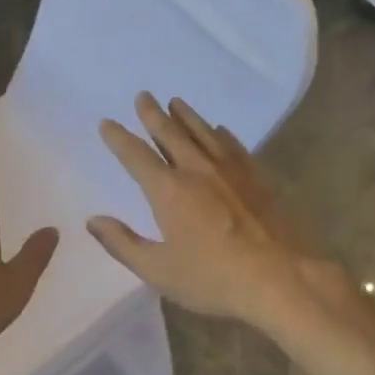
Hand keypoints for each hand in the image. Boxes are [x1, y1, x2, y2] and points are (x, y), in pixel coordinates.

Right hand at [87, 94, 332, 329]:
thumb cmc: (213, 278)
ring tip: (176, 102)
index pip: (136, 156)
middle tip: (143, 96)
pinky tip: (221, 130)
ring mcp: (231, 172)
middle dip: (153, 115)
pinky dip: (222, 134)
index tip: (107, 123)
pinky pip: (234, 147)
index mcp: (169, 191)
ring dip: (187, 116)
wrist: (281, 278)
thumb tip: (94, 221)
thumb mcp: (158, 270)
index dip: (119, 139)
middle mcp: (197, 170)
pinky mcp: (258, 179)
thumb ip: (123, 244)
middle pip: (171, 134)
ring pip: (204, 133)